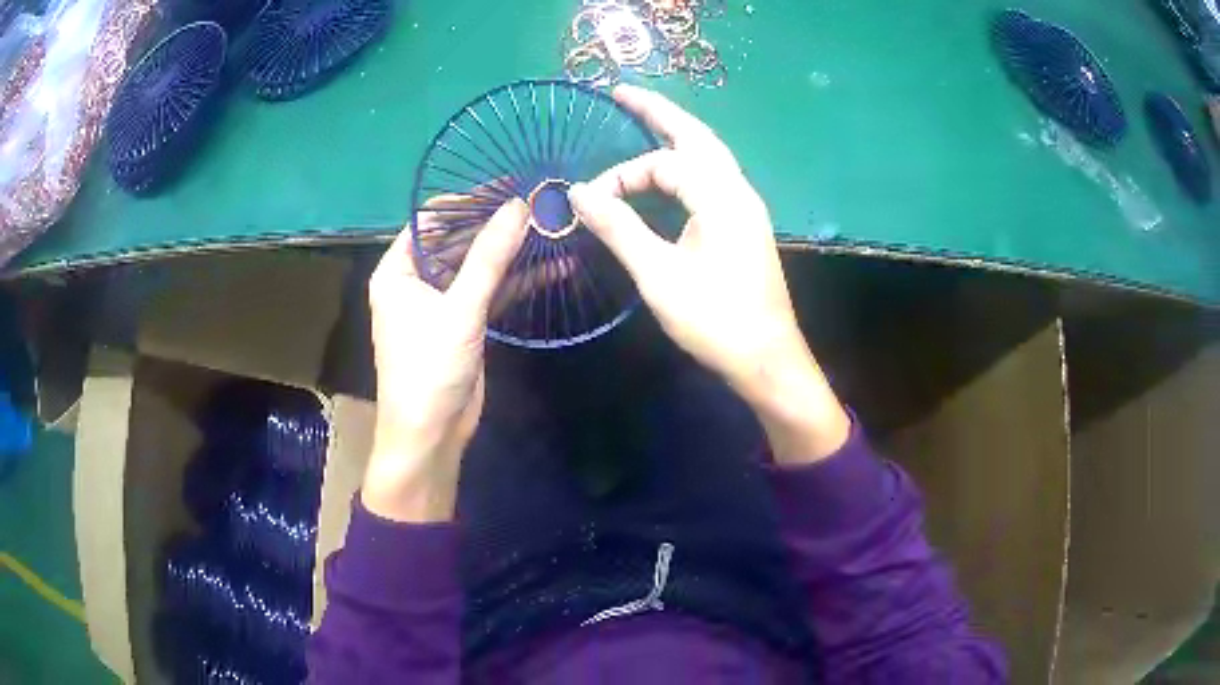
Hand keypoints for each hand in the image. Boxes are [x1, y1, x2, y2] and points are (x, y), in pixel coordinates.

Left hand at [363, 199, 527, 521]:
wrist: (430, 436)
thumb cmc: (428, 369)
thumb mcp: (459, 309)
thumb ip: (489, 256)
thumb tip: (519, 206)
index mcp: (397, 270)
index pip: (431, 219)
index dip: (469, 199)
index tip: (510, 185)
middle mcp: (415, 280)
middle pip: (458, 239)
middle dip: (497, 224)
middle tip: (541, 203)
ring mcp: (441, 302)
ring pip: (478, 265)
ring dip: (512, 251)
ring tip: (553, 227)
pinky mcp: (464, 322)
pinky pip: (490, 291)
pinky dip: (517, 280)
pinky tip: (553, 267)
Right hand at [568, 85, 849, 463]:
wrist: (767, 359)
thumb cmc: (715, 319)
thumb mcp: (658, 274)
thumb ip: (618, 228)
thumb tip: (577, 193)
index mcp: (721, 196)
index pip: (663, 164)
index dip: (621, 176)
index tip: (589, 203)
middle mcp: (738, 190)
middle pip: (696, 135)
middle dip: (658, 111)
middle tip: (621, 92)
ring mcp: (745, 207)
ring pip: (708, 155)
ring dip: (675, 134)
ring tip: (643, 117)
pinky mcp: (743, 225)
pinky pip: (711, 178)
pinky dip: (685, 164)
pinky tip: (667, 171)